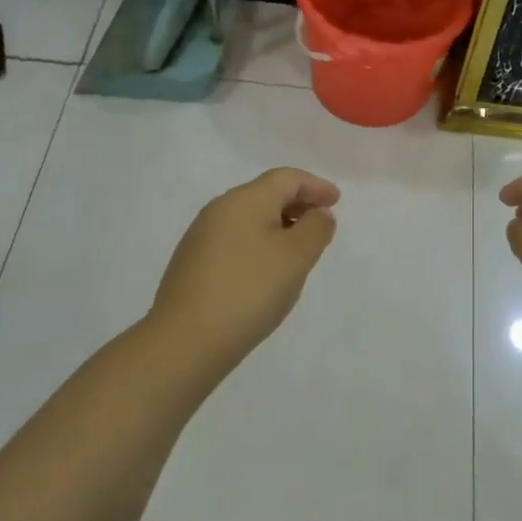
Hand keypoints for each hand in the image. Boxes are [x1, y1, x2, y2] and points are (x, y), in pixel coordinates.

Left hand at [148, 168, 339, 368]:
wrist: (184, 342)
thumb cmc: (249, 290)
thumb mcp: (296, 257)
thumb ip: (316, 228)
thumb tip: (318, 214)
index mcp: (245, 199)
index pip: (287, 178)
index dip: (315, 185)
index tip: (337, 201)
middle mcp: (219, 210)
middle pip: (266, 194)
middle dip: (298, 204)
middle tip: (322, 223)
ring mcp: (201, 237)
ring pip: (250, 218)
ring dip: (279, 226)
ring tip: (299, 250)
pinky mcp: (192, 264)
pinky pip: (236, 240)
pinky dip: (259, 244)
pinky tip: (267, 271)